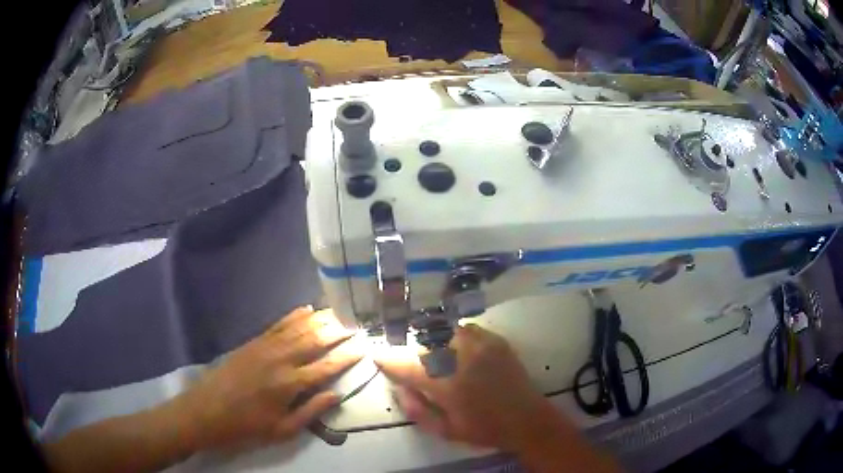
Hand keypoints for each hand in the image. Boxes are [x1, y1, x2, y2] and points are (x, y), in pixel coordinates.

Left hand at [169, 306, 362, 451]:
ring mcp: (265, 347)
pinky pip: (278, 324)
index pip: (327, 366)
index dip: (347, 356)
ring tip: (340, 313)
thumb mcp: (283, 430)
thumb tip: (336, 395)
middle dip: (338, 332)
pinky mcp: (253, 342)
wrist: (207, 411)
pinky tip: (307, 309)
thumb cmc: (247, 426)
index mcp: (290, 384)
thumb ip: (311, 411)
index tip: (364, 347)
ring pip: (299, 328)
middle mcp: (281, 359)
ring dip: (321, 319)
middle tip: (357, 324)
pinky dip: (294, 315)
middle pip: (315, 340)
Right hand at [374, 324, 556, 452]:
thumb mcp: (445, 430)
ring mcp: (481, 345)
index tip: (377, 356)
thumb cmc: (484, 429)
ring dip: (432, 341)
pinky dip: (453, 335)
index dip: (388, 361)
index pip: (407, 366)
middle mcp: (462, 358)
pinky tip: (454, 347)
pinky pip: (465, 329)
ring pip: (444, 331)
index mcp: (448, 385)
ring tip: (431, 353)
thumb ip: (417, 410)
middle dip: (411, 352)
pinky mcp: (495, 340)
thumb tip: (399, 388)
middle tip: (409, 361)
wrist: (527, 419)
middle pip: (424, 344)